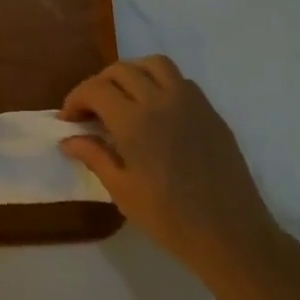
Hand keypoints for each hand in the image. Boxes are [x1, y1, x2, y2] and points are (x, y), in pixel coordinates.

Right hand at [59, 57, 286, 299]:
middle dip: (99, 84)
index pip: (95, 89)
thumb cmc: (170, 218)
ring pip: (154, 64)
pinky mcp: (211, 112)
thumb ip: (94, 157)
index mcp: (135, 122)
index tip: (69, 120)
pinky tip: (156, 111)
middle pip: (121, 70)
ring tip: (123, 98)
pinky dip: (160, 84)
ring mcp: (191, 102)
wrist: (231, 235)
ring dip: (132, 73)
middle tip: (91, 111)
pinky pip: (180, 81)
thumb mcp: (122, 191)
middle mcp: (161, 101)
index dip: (76, 99)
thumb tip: (68, 140)